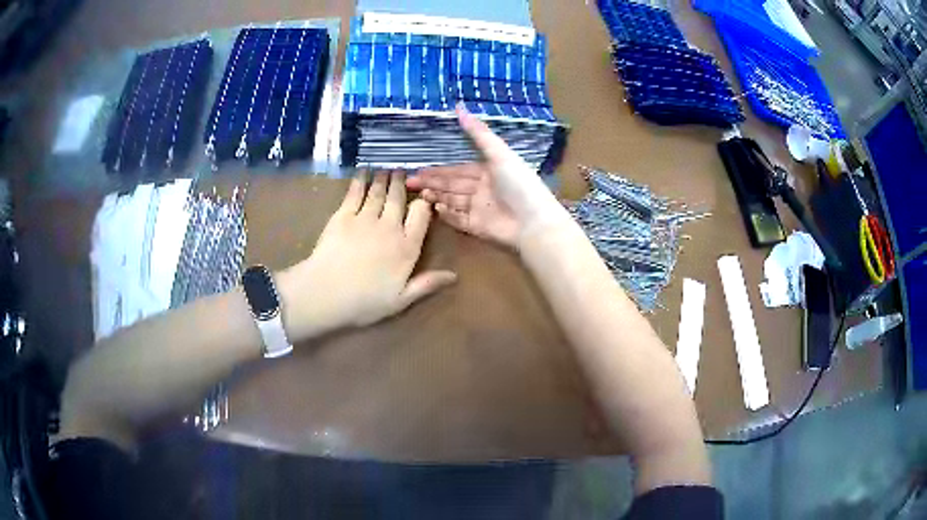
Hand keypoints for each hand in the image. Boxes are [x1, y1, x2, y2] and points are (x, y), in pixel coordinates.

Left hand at [277, 171, 455, 340]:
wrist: (326, 293)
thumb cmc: (365, 302)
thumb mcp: (401, 300)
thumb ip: (427, 284)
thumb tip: (455, 276)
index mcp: (406, 247)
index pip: (421, 216)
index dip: (424, 203)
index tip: (424, 196)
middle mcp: (389, 227)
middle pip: (399, 199)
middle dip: (402, 183)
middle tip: (402, 171)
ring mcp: (365, 218)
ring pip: (379, 192)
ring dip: (384, 178)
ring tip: (387, 169)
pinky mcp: (343, 215)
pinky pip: (356, 192)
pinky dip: (361, 179)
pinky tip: (364, 171)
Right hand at [405, 106, 566, 248]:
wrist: (533, 222)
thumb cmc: (519, 184)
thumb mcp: (499, 153)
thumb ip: (478, 133)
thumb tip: (459, 106)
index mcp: (488, 172)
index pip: (458, 171)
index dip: (438, 170)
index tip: (418, 170)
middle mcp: (482, 190)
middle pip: (452, 186)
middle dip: (432, 183)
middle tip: (410, 183)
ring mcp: (480, 210)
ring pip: (453, 201)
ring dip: (437, 197)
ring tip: (421, 194)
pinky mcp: (478, 228)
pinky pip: (459, 220)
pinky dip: (448, 215)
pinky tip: (436, 209)